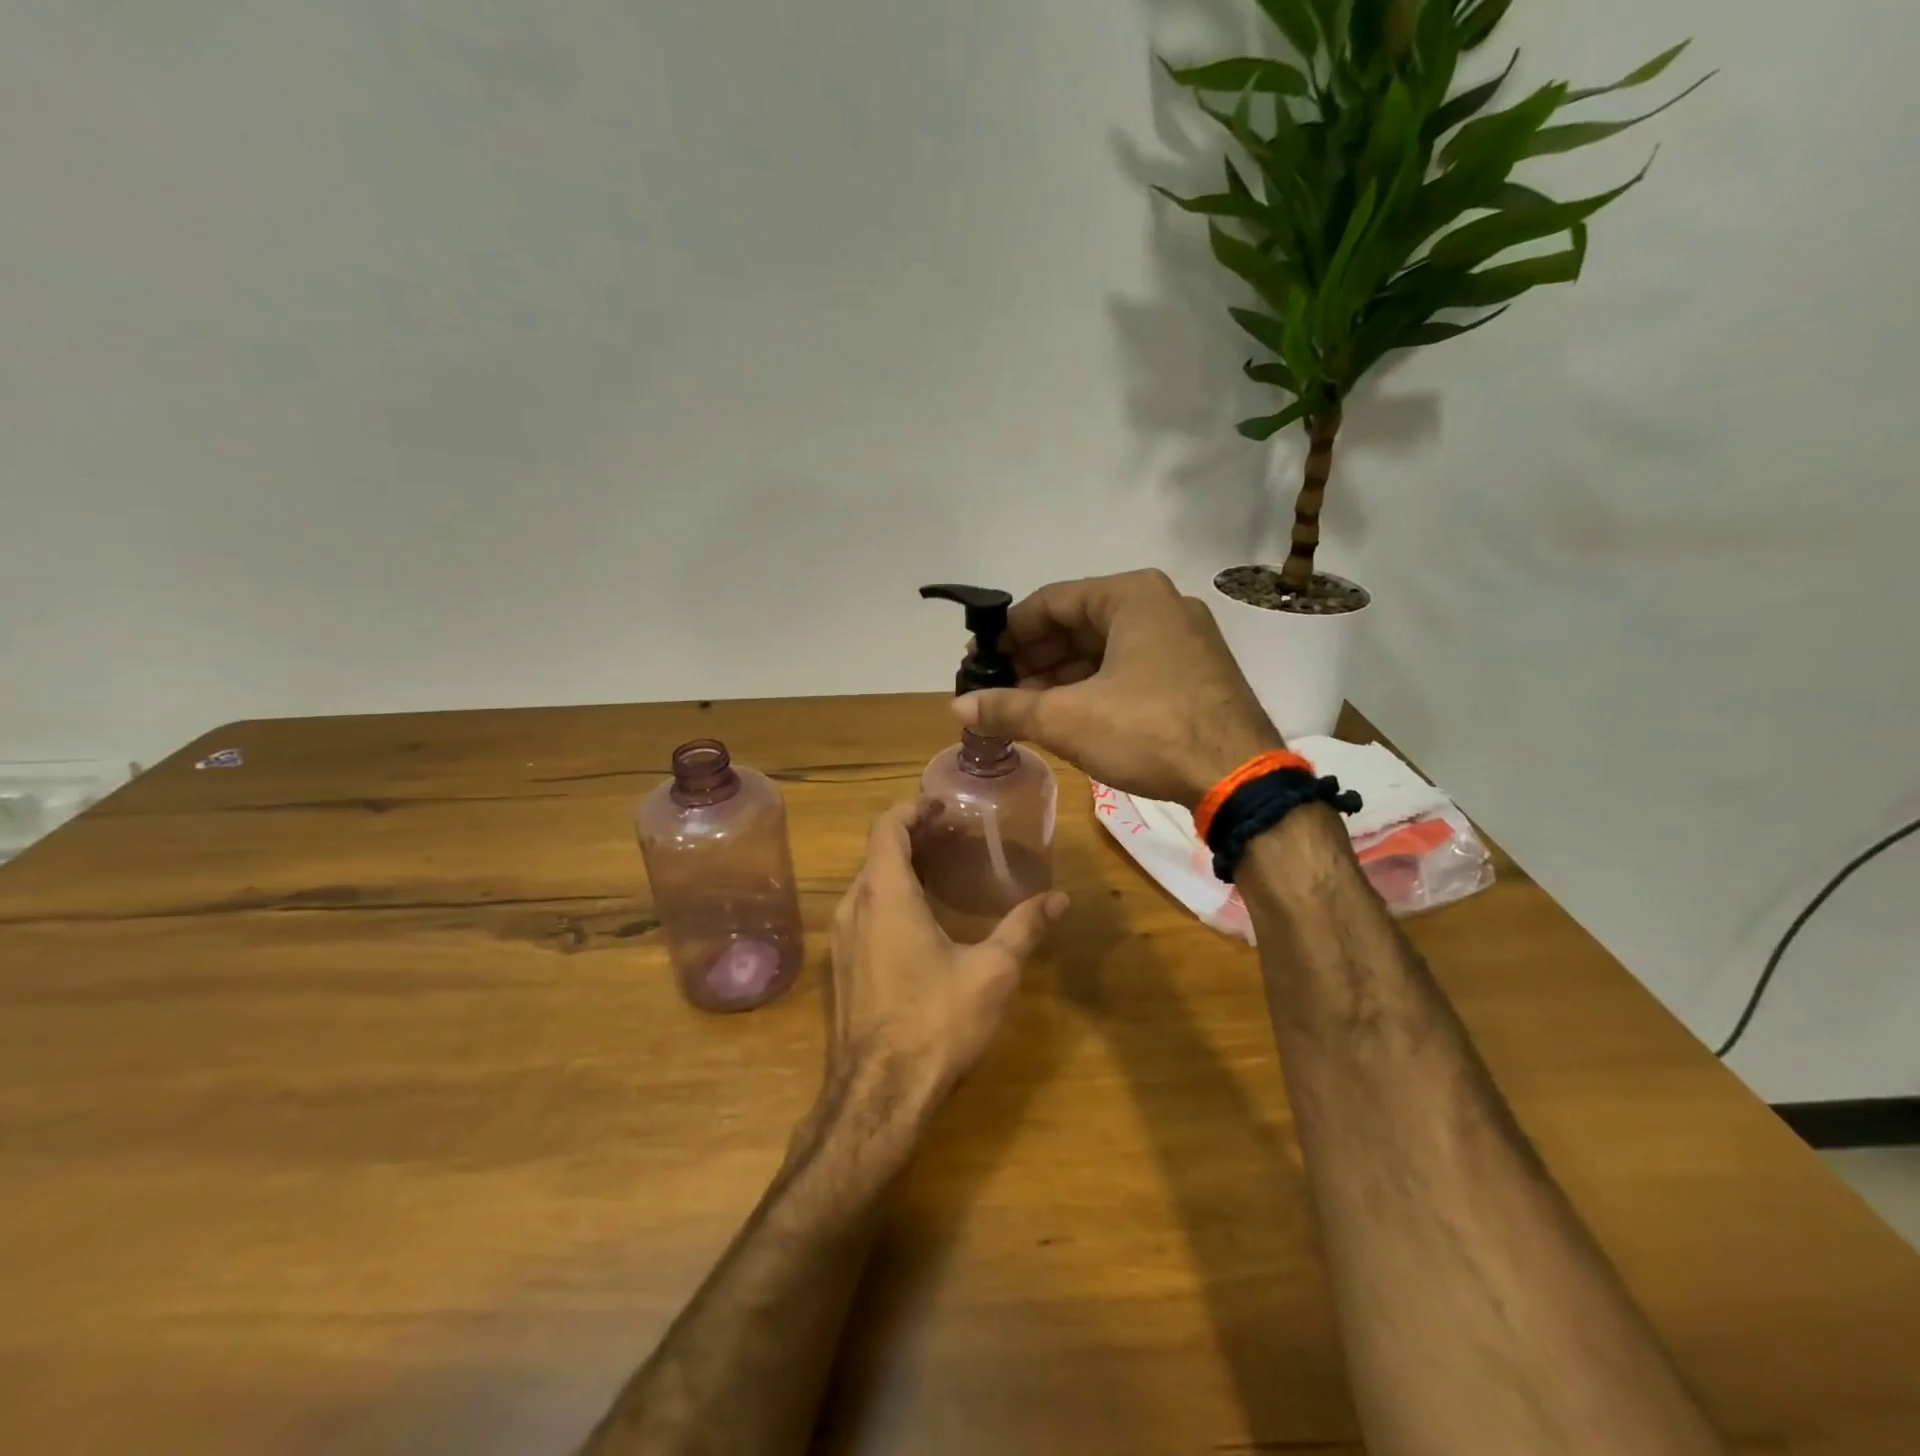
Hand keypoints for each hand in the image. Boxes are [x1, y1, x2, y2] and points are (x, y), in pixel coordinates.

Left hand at [824, 799, 1066, 1115]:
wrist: (878, 1094)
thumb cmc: (936, 1022)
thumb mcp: (992, 972)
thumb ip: (1024, 928)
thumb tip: (1059, 898)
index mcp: (885, 894)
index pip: (887, 827)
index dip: (912, 808)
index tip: (941, 804)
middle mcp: (854, 906)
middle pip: (877, 852)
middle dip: (912, 835)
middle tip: (953, 834)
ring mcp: (841, 939)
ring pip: (868, 883)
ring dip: (899, 867)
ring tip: (940, 869)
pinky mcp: (841, 967)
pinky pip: (862, 911)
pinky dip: (889, 896)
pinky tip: (920, 918)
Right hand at [955, 569, 1281, 807]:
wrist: (1239, 778)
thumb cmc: (1148, 731)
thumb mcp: (1067, 718)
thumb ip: (1007, 708)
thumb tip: (956, 707)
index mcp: (1131, 596)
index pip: (1050, 602)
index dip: (1007, 632)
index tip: (978, 658)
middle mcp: (1160, 605)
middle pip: (1077, 624)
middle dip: (1032, 657)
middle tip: (994, 686)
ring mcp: (1182, 638)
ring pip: (1103, 649)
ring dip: (1059, 676)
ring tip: (1020, 705)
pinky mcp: (1193, 671)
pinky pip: (1128, 667)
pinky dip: (1092, 686)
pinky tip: (1063, 712)